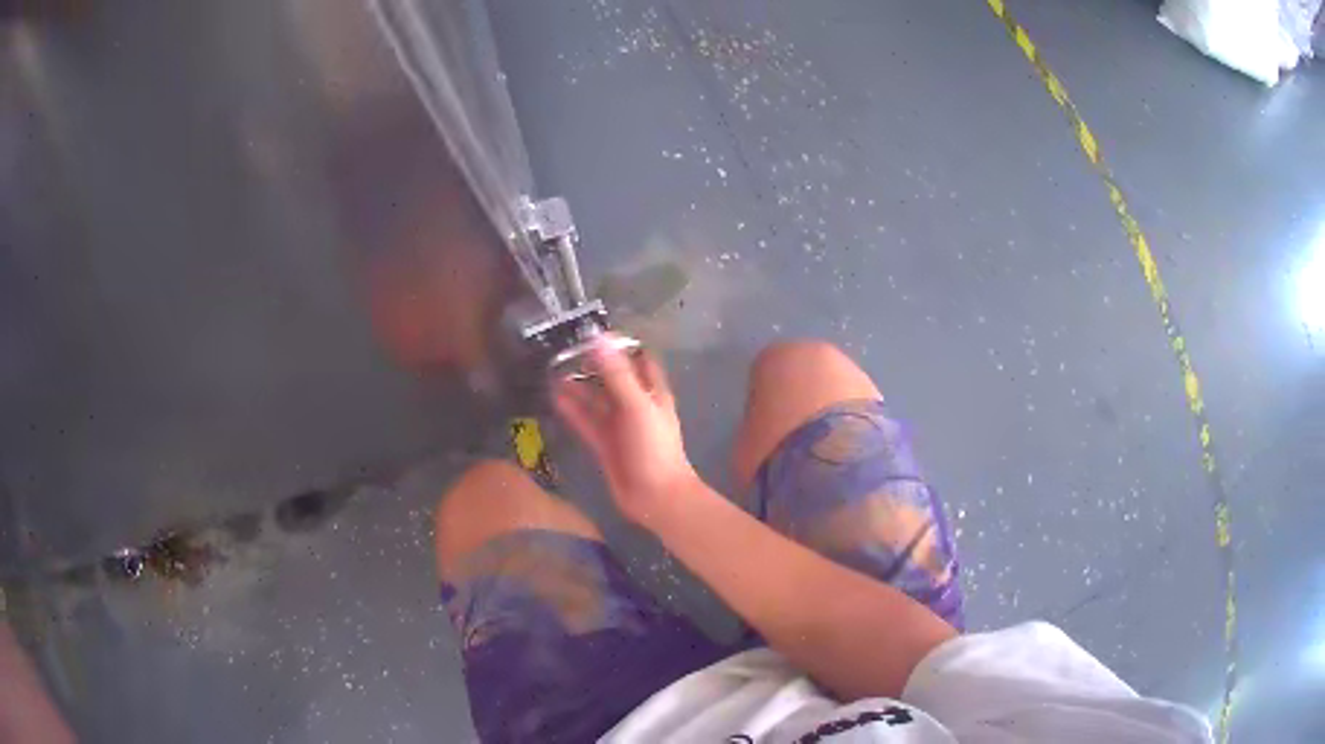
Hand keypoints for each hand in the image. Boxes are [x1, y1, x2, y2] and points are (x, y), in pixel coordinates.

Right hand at [553, 337, 697, 525]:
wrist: (656, 498)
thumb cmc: (653, 448)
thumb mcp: (637, 406)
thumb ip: (617, 374)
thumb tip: (598, 339)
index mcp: (652, 392)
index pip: (638, 358)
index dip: (619, 344)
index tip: (591, 332)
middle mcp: (635, 404)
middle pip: (612, 377)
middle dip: (591, 364)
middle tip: (563, 349)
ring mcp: (619, 425)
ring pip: (596, 399)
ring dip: (578, 386)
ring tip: (552, 369)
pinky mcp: (604, 444)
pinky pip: (586, 421)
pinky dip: (572, 409)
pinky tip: (555, 396)